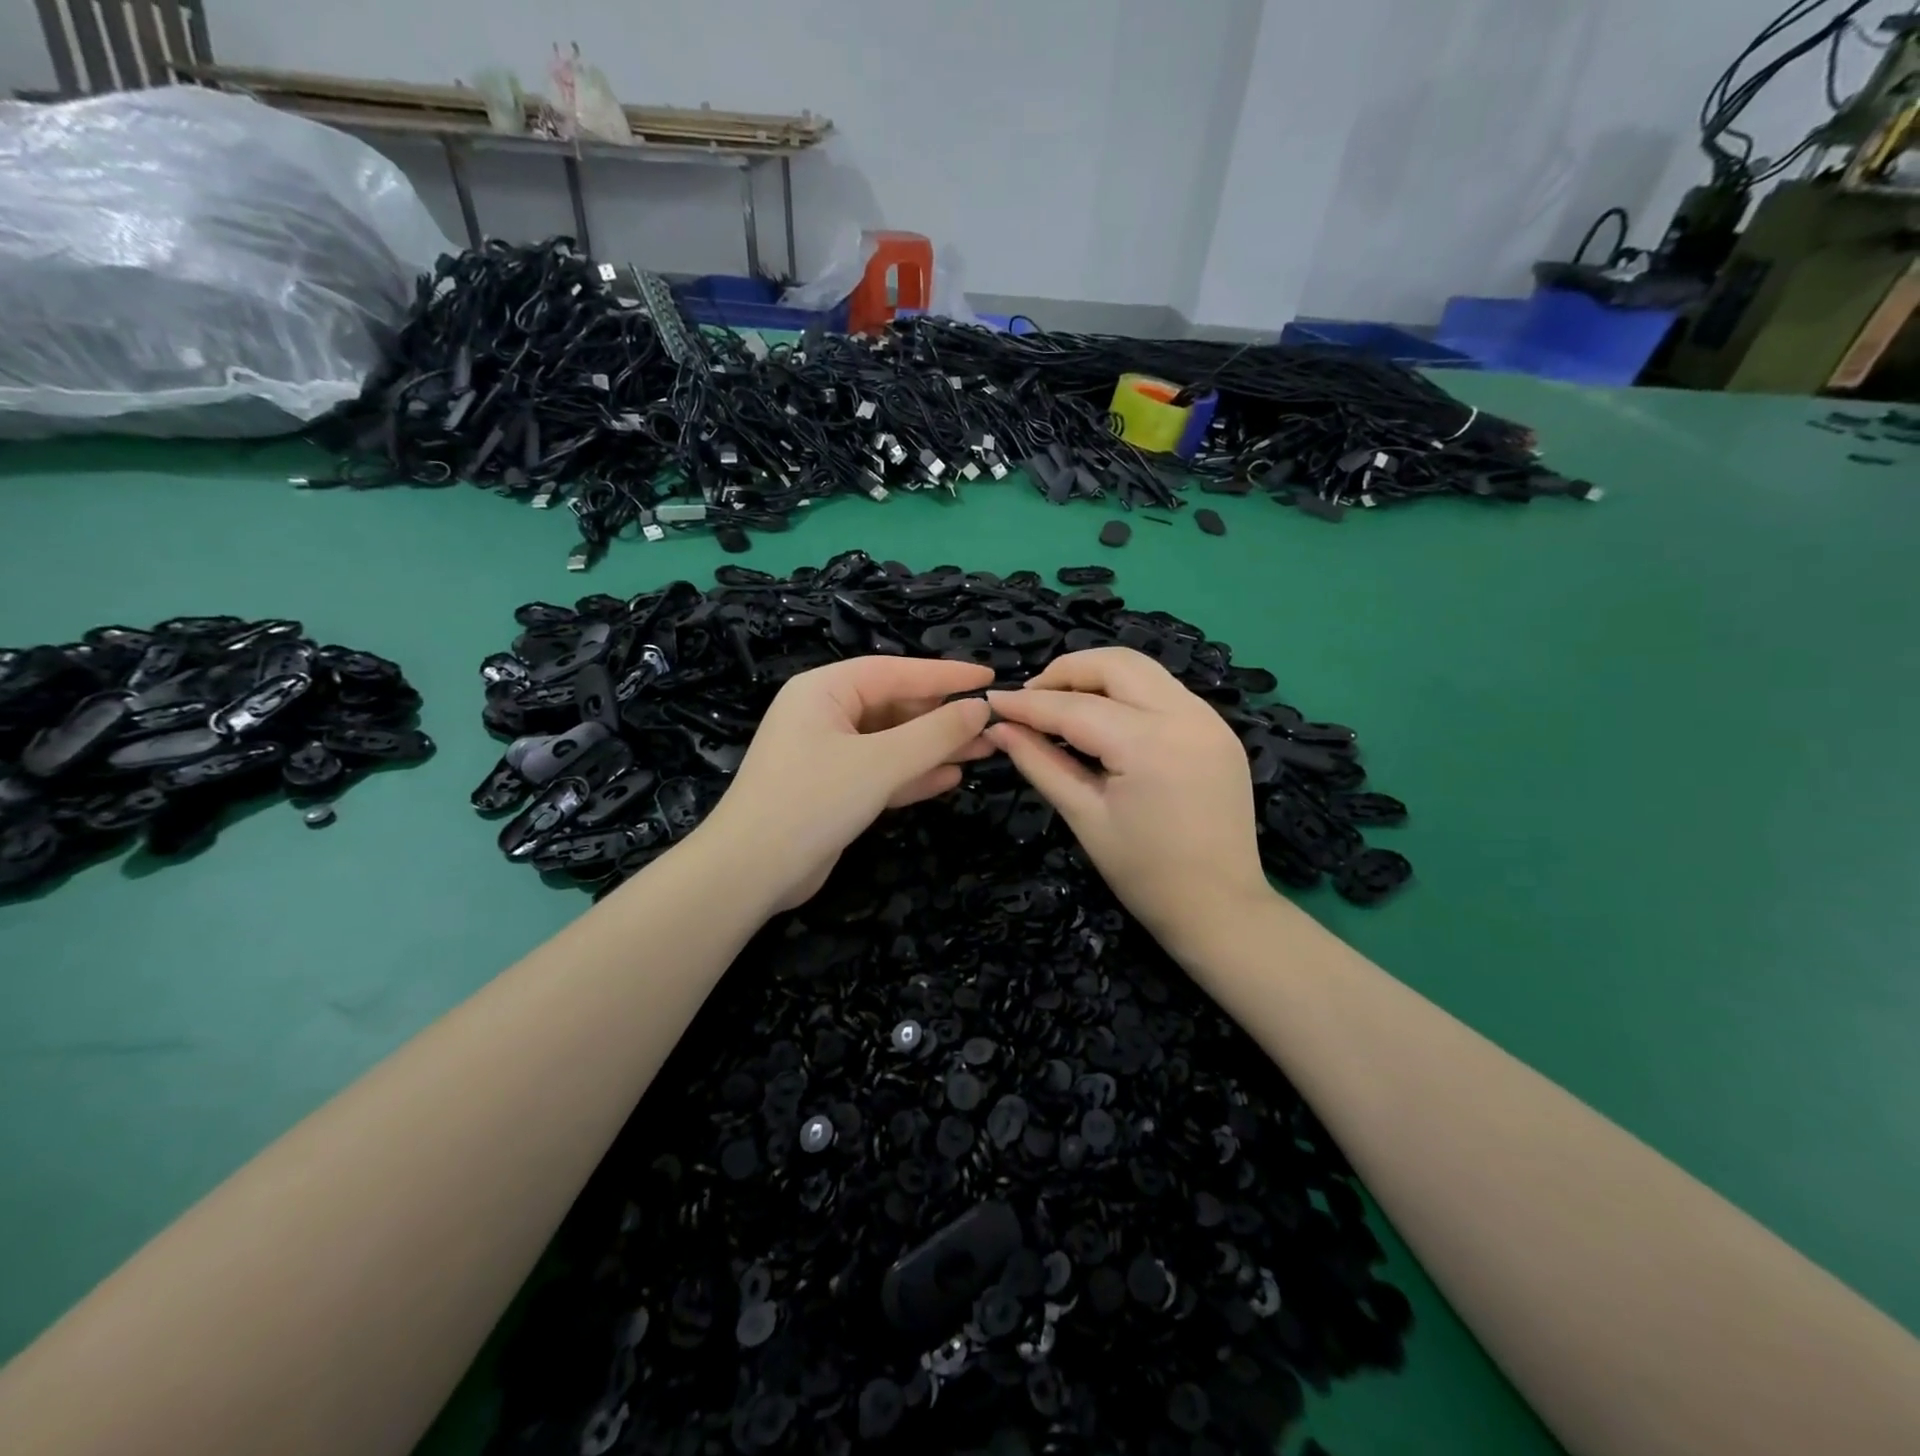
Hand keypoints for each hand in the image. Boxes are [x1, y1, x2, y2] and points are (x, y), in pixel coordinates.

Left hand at [697, 656, 994, 911]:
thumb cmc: (813, 801)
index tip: (989, 676)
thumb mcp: (880, 763)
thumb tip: (979, 708)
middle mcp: (825, 714)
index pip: (895, 670)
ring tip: (984, 750)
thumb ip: (934, 734)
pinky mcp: (834, 790)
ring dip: (934, 747)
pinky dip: (913, 775)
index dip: (945, 674)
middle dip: (943, 717)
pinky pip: (881, 772)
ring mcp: (828, 754)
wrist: (751, 873)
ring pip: (892, 742)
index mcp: (824, 690)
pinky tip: (951, 778)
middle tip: (992, 724)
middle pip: (894, 706)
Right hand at [986, 648, 1270, 952]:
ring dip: (1097, 676)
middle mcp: (1185, 715)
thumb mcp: (1084, 817)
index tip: (993, 700)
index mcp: (1149, 744)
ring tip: (1062, 703)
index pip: (1074, 707)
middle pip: (1115, 664)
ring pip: (1143, 669)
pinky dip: (1127, 693)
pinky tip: (1105, 717)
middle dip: (1066, 672)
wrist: (1220, 909)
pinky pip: (1164, 691)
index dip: (1028, 703)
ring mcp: (1210, 719)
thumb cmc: (1144, 875)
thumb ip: (1040, 763)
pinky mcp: (1219, 730)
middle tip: (1030, 699)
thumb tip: (999, 728)